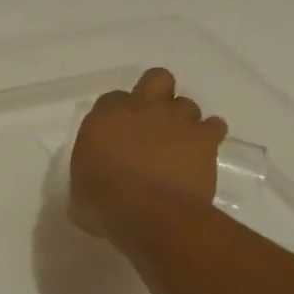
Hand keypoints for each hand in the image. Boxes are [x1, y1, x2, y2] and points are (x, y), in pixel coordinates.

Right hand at [69, 67, 227, 236]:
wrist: (149, 215)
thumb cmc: (104, 205)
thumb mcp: (79, 193)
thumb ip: (87, 177)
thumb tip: (91, 188)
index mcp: (104, 119)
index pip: (111, 100)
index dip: (117, 115)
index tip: (119, 134)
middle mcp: (140, 109)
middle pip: (156, 79)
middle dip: (157, 93)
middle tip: (154, 120)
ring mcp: (175, 120)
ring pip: (186, 104)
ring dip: (183, 121)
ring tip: (181, 144)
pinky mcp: (204, 138)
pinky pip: (214, 126)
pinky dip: (210, 136)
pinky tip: (203, 152)